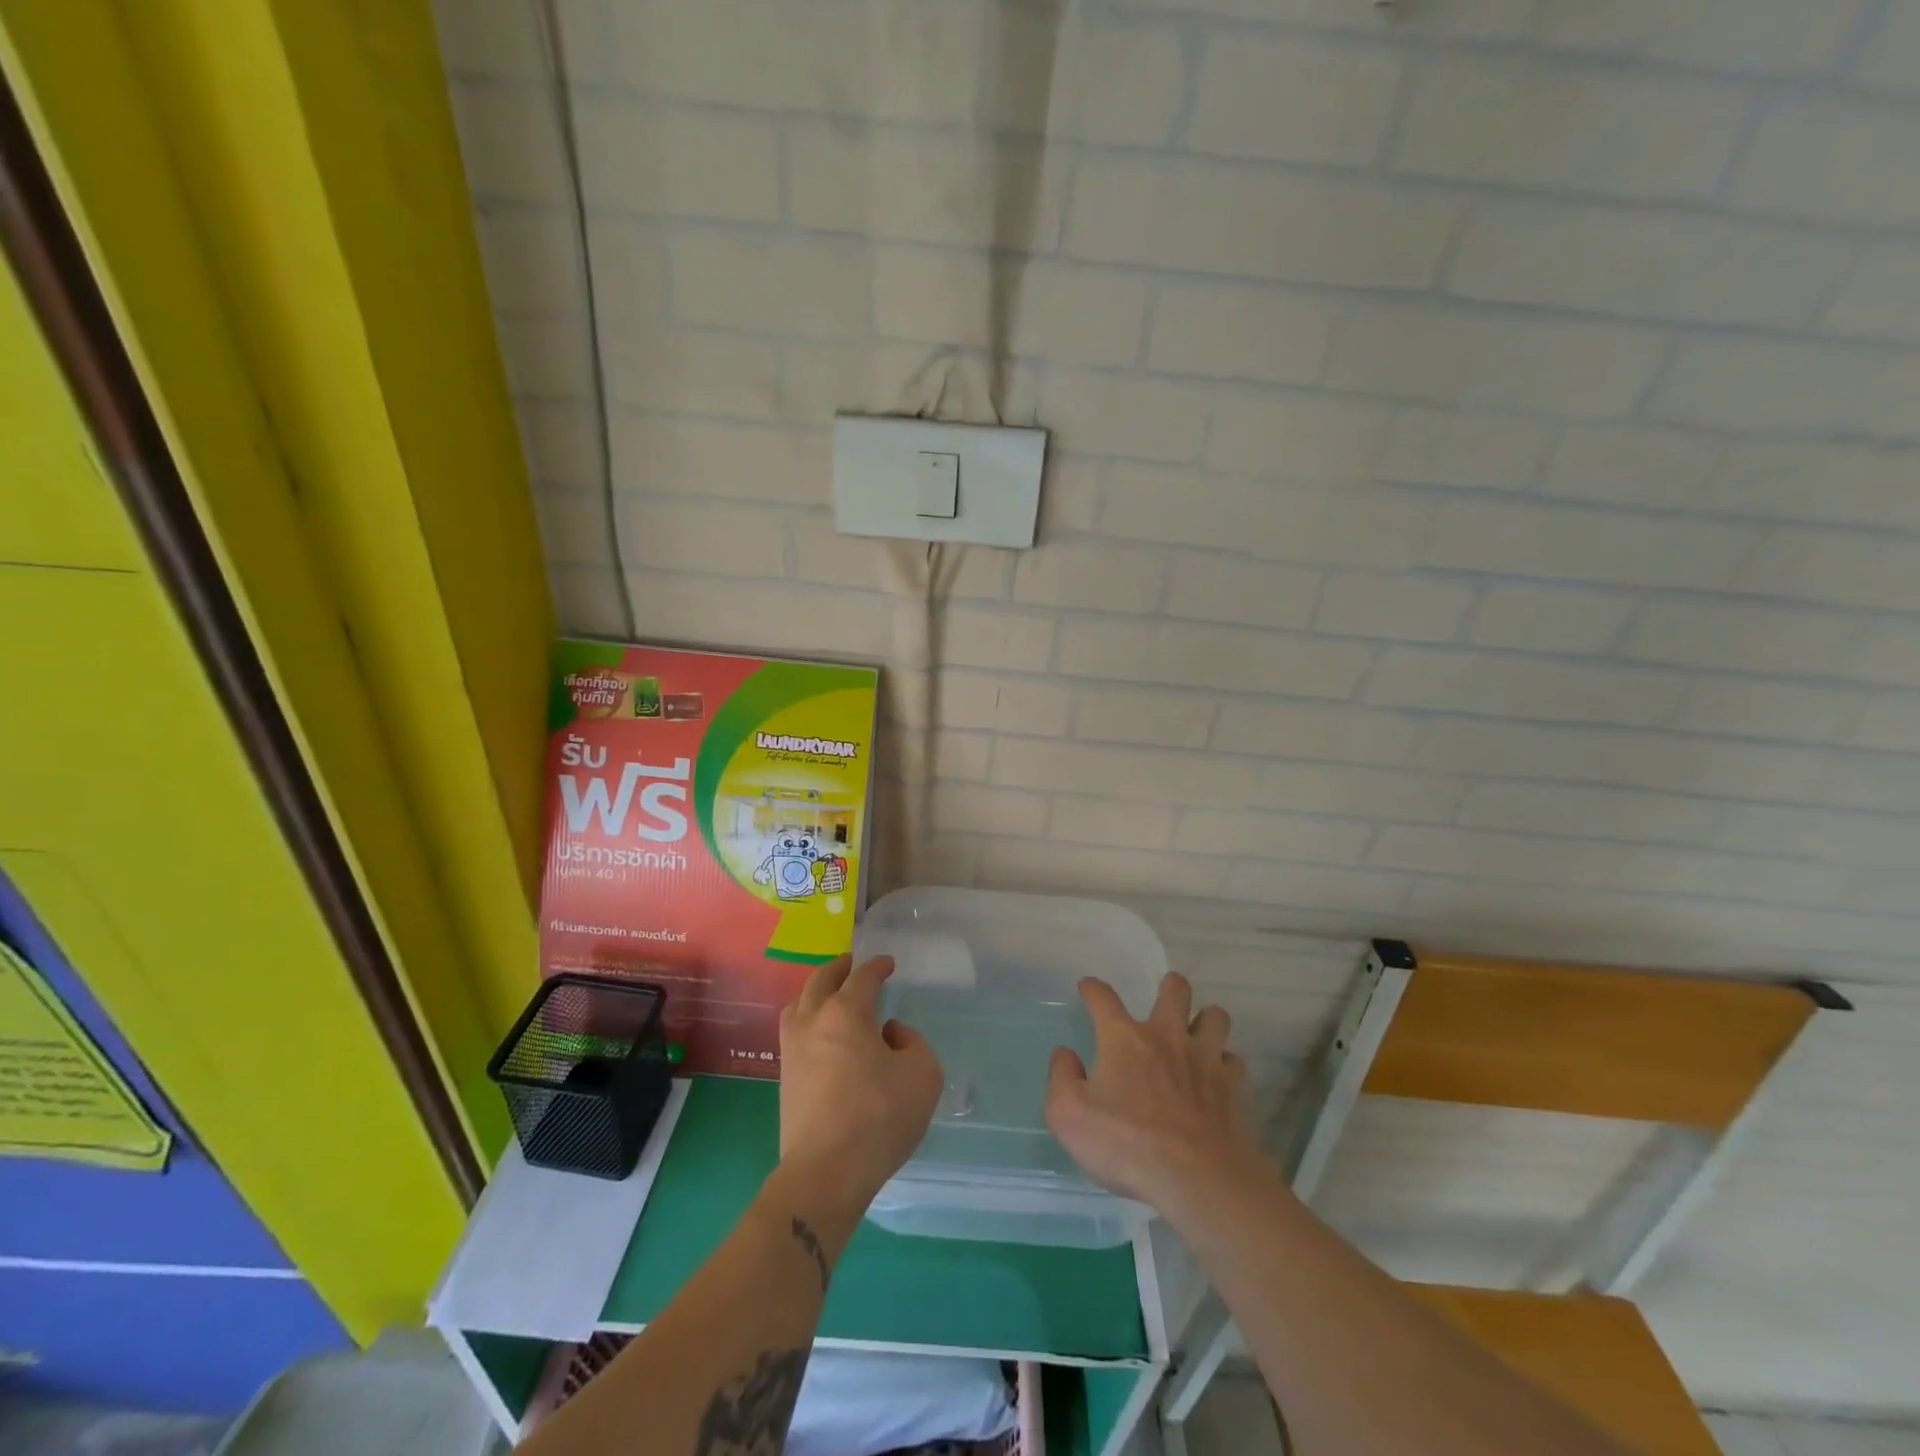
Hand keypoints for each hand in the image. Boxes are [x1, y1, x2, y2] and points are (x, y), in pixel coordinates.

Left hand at [778, 954, 943, 1208]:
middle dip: (840, 967)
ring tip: (833, 996)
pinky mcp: (785, 1076)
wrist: (826, 1172)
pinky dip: (808, 1018)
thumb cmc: (879, 1117)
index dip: (877, 966)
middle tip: (854, 964)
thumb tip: (888, 1034)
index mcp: (846, 1012)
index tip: (888, 964)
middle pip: (821, 980)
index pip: (862, 976)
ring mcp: (792, 1048)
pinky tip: (824, 1034)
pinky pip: (794, 1030)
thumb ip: (912, 1042)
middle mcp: (813, 1020)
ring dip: (817, 992)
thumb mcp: (923, 1074)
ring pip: (799, 1003)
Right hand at [1046, 972, 1262, 1213]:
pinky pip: (1233, 1060)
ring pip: (1215, 1017)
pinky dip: (1225, 1064)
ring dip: (1205, 1020)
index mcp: (1123, 1038)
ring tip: (1196, 1034)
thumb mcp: (1069, 1116)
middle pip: (1175, 990)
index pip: (1103, 998)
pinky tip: (1217, 1077)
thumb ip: (1062, 1078)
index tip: (1088, 987)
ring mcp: (1205, 1059)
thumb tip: (1065, 1054)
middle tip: (1164, 999)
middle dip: (1170, 987)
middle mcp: (1166, 1036)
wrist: (1197, 1180)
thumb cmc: (1126, 1144)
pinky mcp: (1234, 1087)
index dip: (1093, 989)